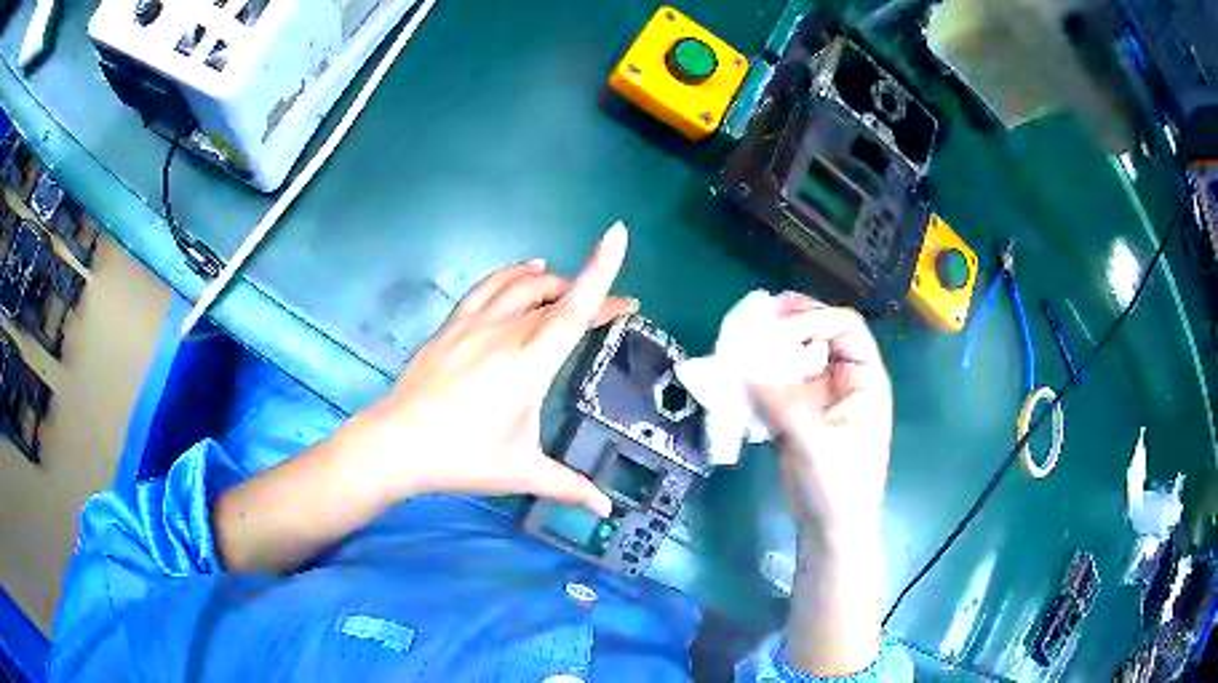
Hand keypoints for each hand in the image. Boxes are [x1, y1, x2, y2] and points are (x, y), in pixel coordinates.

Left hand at [352, 224, 634, 516]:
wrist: (396, 444)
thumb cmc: (461, 458)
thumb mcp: (520, 473)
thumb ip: (568, 486)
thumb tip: (606, 509)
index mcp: (526, 365)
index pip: (572, 310)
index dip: (599, 272)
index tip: (617, 237)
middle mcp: (503, 333)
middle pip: (555, 295)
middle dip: (590, 293)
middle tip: (613, 312)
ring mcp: (473, 324)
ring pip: (521, 284)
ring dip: (553, 280)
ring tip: (571, 288)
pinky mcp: (451, 325)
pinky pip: (488, 286)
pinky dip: (512, 273)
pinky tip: (524, 271)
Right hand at [750, 294, 892, 547]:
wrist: (829, 531)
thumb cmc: (839, 489)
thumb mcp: (817, 444)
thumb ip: (783, 403)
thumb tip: (744, 364)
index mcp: (865, 380)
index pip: (845, 327)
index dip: (814, 318)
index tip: (776, 331)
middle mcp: (844, 380)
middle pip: (819, 333)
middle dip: (789, 323)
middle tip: (754, 317)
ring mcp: (819, 397)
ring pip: (795, 356)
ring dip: (769, 347)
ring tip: (738, 340)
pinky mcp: (797, 414)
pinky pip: (777, 383)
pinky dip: (758, 376)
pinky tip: (737, 375)